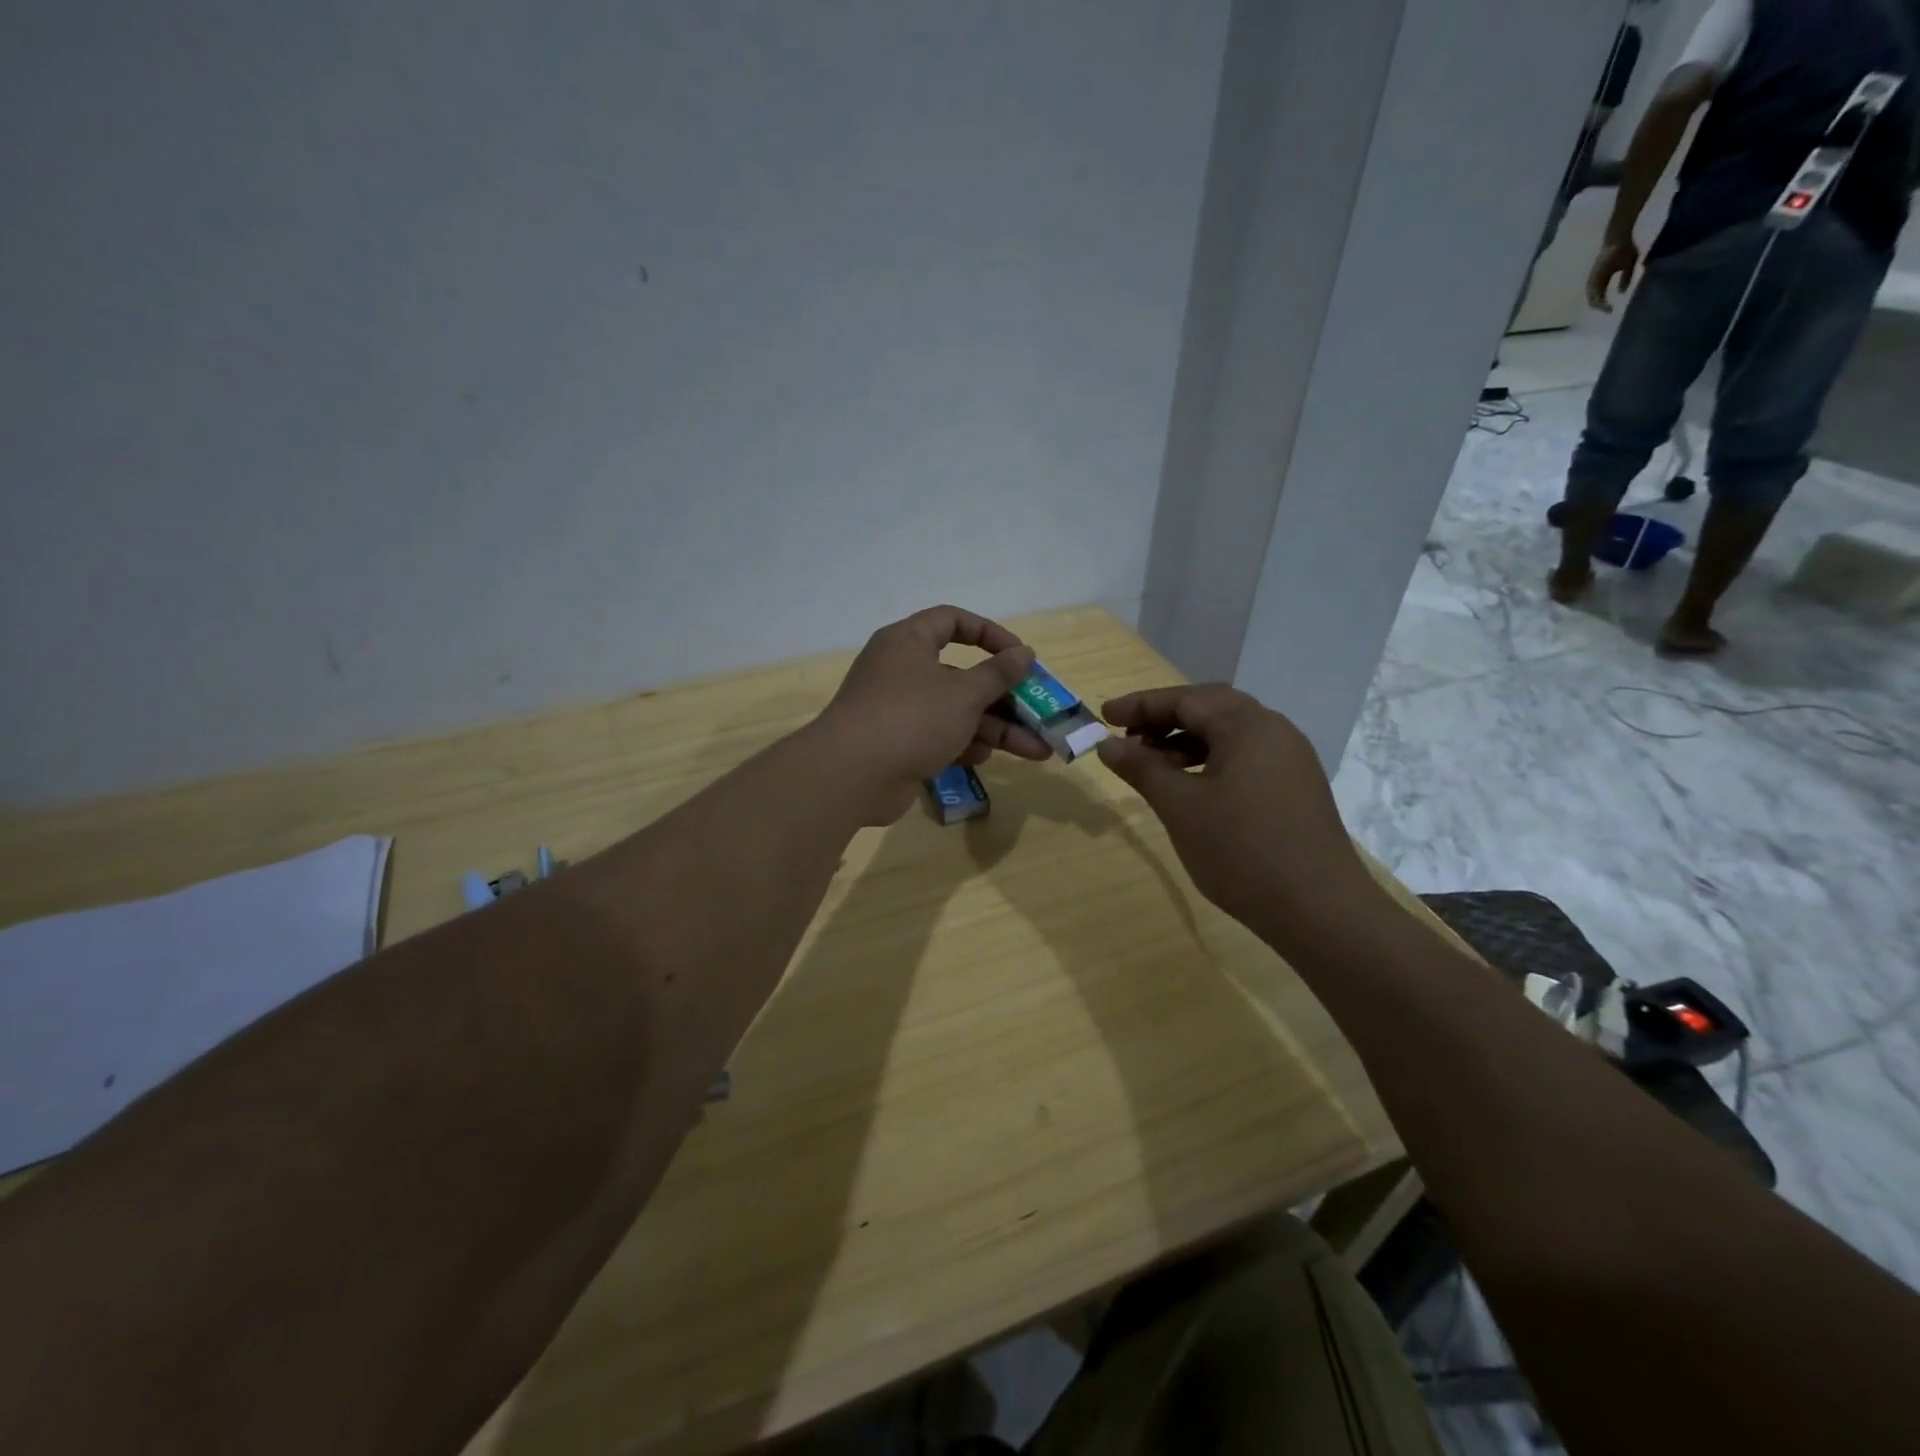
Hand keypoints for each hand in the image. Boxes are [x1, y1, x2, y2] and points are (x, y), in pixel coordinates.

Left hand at [817, 605, 1050, 823]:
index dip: (989, 634)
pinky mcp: (897, 744)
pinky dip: (963, 745)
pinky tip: (984, 759)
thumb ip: (998, 673)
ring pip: (955, 712)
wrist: (852, 775)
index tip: (1019, 655)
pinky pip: (938, 737)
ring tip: (1036, 750)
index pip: (952, 621)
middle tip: (1040, 713)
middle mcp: (901, 670)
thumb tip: (1024, 653)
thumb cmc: (912, 717)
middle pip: (962, 676)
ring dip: (995, 729)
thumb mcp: (964, 693)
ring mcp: (898, 710)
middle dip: (1004, 698)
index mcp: (909, 642)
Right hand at [1095, 684, 1379, 945]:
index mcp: (1248, 725)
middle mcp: (1274, 731)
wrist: (1319, 910)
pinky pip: (1244, 759)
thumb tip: (1108, 745)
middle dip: (1164, 719)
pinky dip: (1209, 762)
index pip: (1186, 699)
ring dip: (1185, 742)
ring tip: (1151, 767)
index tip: (1103, 717)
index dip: (1140, 706)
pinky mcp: (1295, 789)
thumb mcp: (1180, 806)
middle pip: (1210, 709)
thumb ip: (1142, 768)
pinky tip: (1190, 789)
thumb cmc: (1241, 850)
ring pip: (1228, 736)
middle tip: (1127, 739)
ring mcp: (1290, 761)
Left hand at [1586, 236, 1639, 311]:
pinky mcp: (1594, 274)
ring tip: (1605, 308)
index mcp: (1601, 280)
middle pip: (1593, 299)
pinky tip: (1601, 301)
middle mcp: (1594, 281)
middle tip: (1608, 311)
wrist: (1618, 238)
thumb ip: (1626, 278)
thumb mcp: (1628, 265)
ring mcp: (1593, 278)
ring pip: (1591, 296)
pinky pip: (1592, 290)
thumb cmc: (1625, 249)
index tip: (1611, 310)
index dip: (1604, 304)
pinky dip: (1596, 297)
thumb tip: (1622, 292)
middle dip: (1600, 307)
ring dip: (1597, 304)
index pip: (1600, 297)